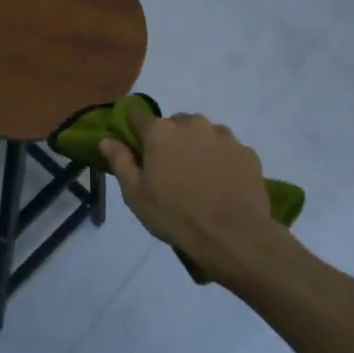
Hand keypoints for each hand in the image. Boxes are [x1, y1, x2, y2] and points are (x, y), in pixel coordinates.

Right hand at [99, 105, 290, 286]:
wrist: (234, 237)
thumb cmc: (176, 216)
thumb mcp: (136, 195)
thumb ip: (120, 161)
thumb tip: (106, 139)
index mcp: (160, 132)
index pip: (137, 115)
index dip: (133, 128)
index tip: (135, 145)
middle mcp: (192, 124)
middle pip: (174, 124)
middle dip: (170, 140)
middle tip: (170, 170)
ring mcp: (223, 136)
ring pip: (203, 134)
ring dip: (197, 147)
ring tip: (200, 178)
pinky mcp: (247, 151)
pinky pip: (227, 149)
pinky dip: (221, 160)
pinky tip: (222, 185)